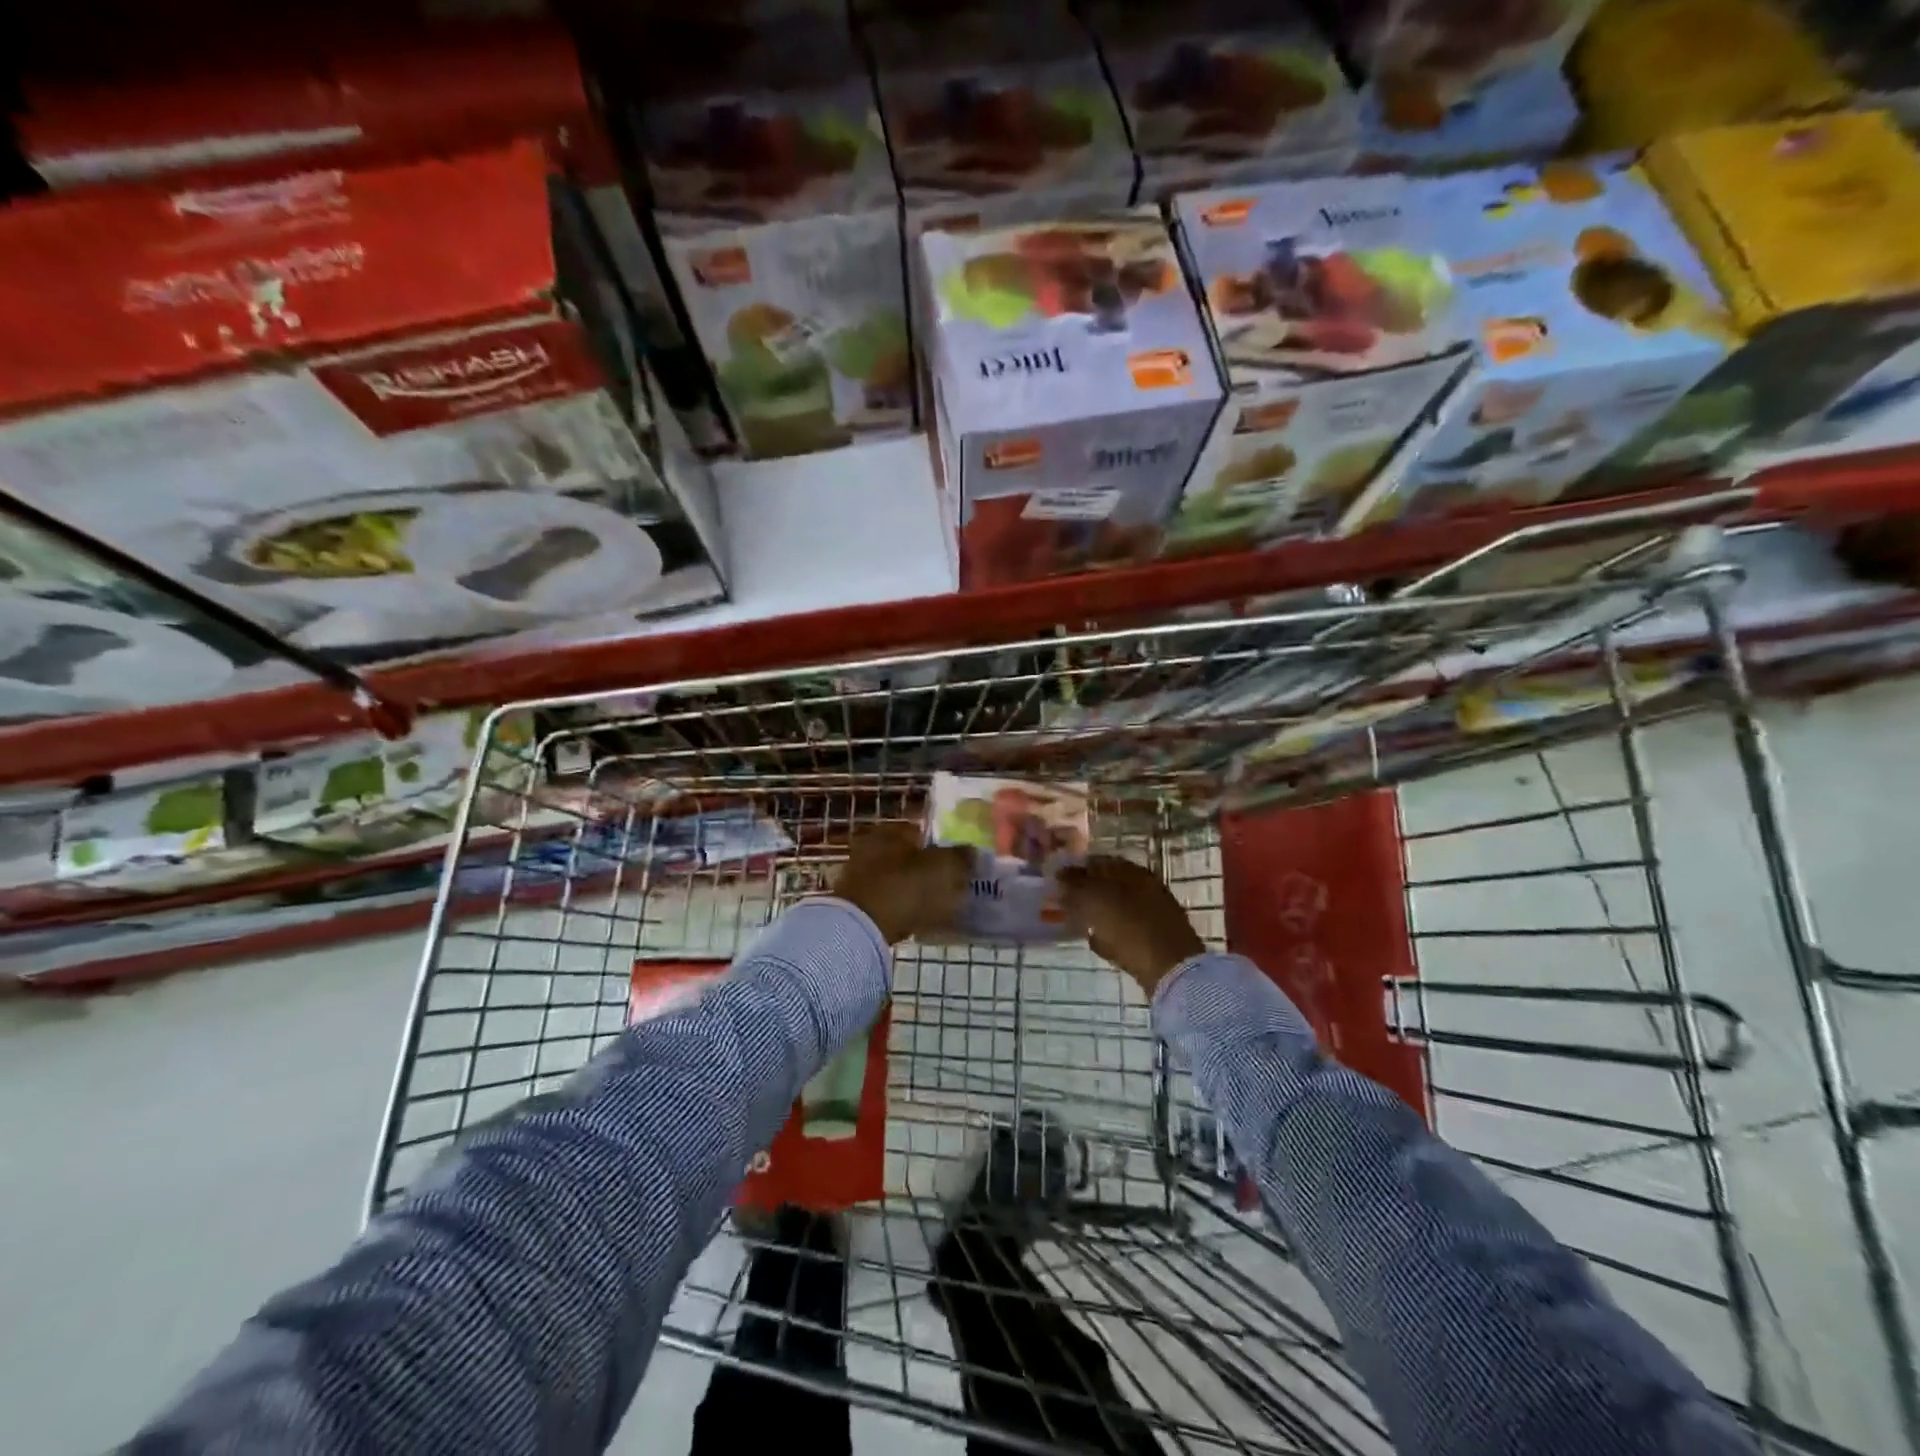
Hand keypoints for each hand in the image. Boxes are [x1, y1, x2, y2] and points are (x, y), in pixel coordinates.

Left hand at [832, 823, 971, 944]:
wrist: (861, 927)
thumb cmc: (906, 888)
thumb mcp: (944, 869)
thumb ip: (961, 857)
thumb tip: (971, 851)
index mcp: (892, 830)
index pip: (922, 831)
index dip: (942, 846)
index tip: (957, 864)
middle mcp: (872, 845)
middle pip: (907, 854)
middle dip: (926, 867)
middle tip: (948, 885)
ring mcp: (859, 873)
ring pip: (896, 877)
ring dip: (912, 888)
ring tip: (934, 905)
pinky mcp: (854, 901)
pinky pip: (886, 899)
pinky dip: (899, 906)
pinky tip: (915, 919)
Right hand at [1058, 856, 1204, 995]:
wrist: (1171, 969)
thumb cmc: (1130, 928)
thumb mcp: (1095, 901)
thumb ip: (1075, 885)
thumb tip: (1060, 875)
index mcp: (1132, 871)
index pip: (1098, 862)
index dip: (1076, 870)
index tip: (1057, 882)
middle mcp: (1146, 887)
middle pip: (1108, 885)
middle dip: (1086, 893)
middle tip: (1064, 904)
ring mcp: (1154, 913)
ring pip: (1116, 908)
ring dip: (1097, 914)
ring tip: (1078, 924)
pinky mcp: (1156, 939)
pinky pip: (1125, 930)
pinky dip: (1110, 934)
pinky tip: (1097, 943)